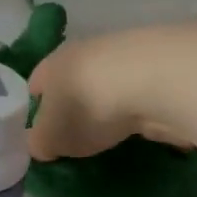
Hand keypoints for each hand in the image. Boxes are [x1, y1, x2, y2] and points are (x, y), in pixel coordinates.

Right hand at [27, 25, 196, 160]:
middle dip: (75, 108)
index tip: (44, 135)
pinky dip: (139, 111)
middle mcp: (86, 51)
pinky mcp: (160, 68)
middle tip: (76, 139)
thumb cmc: (86, 107)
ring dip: (109, 108)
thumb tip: (42, 145)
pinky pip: (140, 95)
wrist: (154, 80)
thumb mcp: (49, 138)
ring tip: (112, 138)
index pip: (36, 85)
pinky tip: (142, 131)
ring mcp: (126, 56)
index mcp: (53, 64)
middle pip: (73, 82)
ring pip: (108, 86)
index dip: (36, 110)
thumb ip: (39, 143)